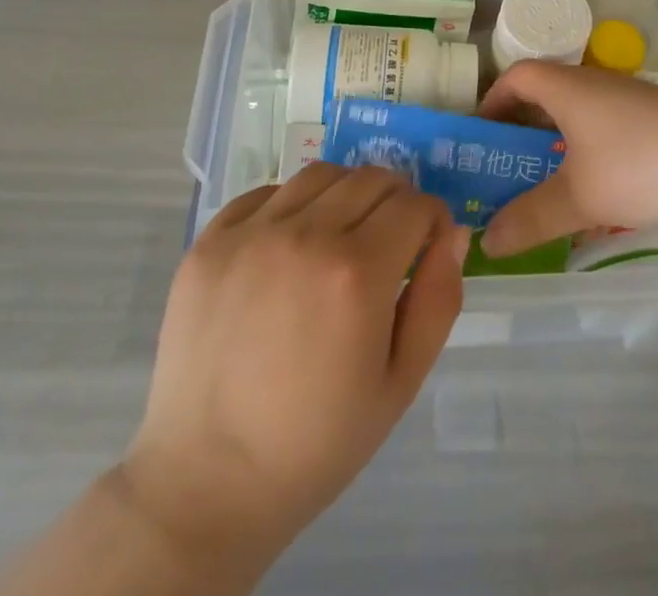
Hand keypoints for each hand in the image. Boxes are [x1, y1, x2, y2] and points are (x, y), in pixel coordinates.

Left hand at [118, 165, 468, 578]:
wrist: (206, 484)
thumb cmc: (315, 443)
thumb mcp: (400, 384)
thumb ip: (437, 300)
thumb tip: (452, 234)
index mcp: (357, 272)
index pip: (415, 205)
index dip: (432, 221)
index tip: (426, 247)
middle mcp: (306, 234)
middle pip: (372, 178)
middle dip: (395, 202)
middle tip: (388, 243)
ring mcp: (251, 233)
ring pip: (321, 174)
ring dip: (344, 194)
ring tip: (338, 237)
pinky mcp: (210, 241)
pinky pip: (265, 193)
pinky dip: (289, 206)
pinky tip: (288, 248)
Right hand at [476, 62, 657, 257]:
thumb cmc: (641, 165)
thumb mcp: (580, 197)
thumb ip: (531, 218)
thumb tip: (487, 241)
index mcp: (569, 88)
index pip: (518, 75)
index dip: (493, 99)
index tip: (481, 135)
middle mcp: (596, 85)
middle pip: (546, 95)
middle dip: (522, 131)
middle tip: (506, 171)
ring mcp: (630, 101)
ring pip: (579, 117)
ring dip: (557, 146)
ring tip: (546, 189)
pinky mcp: (656, 121)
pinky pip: (606, 131)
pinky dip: (589, 154)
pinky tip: (598, 194)